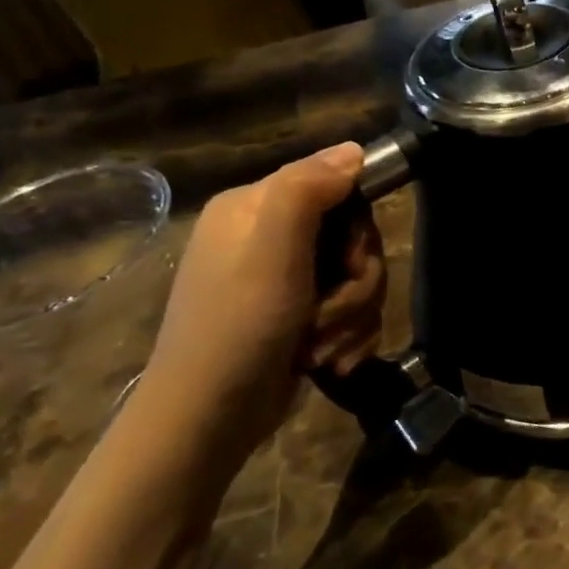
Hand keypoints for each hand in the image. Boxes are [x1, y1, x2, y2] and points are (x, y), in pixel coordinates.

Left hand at [129, 145, 385, 476]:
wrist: (209, 418)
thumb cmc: (239, 325)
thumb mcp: (272, 248)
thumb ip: (309, 189)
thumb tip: (355, 149)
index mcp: (255, 207)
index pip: (338, 186)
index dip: (356, 227)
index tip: (347, 262)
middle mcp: (270, 236)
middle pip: (355, 239)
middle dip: (356, 284)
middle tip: (330, 314)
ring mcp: (286, 280)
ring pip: (360, 280)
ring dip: (351, 318)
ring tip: (321, 349)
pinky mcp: (300, 317)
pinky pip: (352, 312)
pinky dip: (347, 339)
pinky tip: (327, 364)